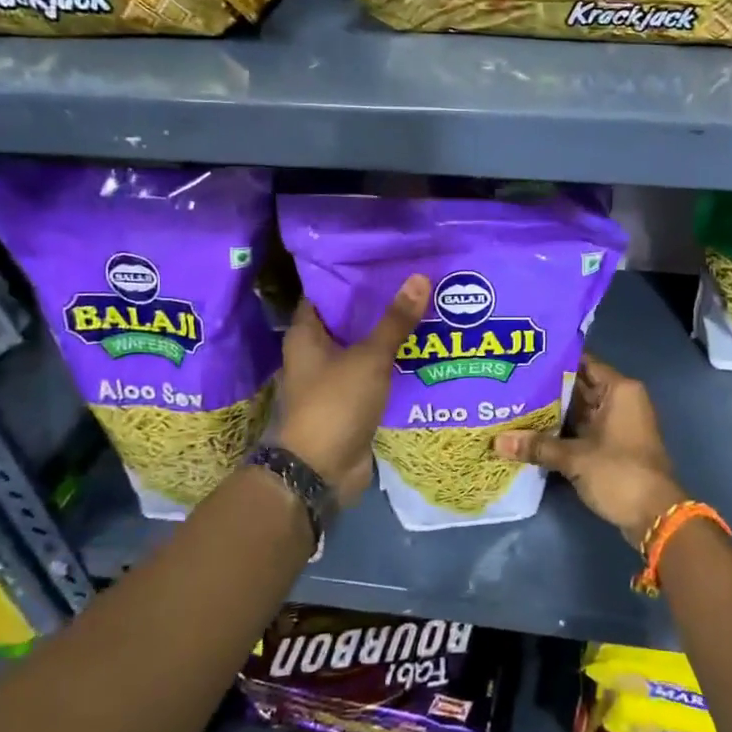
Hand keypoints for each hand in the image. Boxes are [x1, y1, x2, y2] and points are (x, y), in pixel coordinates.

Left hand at [273, 274, 429, 505]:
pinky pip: (372, 373)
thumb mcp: (369, 358)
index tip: (383, 260)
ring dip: (388, 334)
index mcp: (306, 334)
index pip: (325, 292)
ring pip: (362, 347)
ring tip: (425, 308)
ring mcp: (332, 379)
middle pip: (347, 319)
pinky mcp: (350, 401)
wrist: (321, 471)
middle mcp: (314, 353)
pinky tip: (420, 349)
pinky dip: (391, 363)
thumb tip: (419, 277)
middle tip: (414, 281)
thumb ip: (395, 320)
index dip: (350, 275)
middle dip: (378, 303)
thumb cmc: (335, 404)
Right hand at [496, 354, 685, 549]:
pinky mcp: (612, 446)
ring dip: (553, 412)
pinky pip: (583, 429)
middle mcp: (620, 400)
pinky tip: (532, 432)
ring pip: (579, 410)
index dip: (554, 360)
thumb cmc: (620, 473)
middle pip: (579, 386)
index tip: (524, 358)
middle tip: (511, 383)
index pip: (583, 363)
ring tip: (514, 404)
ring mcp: (617, 424)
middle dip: (547, 388)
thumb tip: (496, 441)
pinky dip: (562, 431)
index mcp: (619, 390)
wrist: (655, 516)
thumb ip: (537, 446)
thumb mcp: (575, 458)